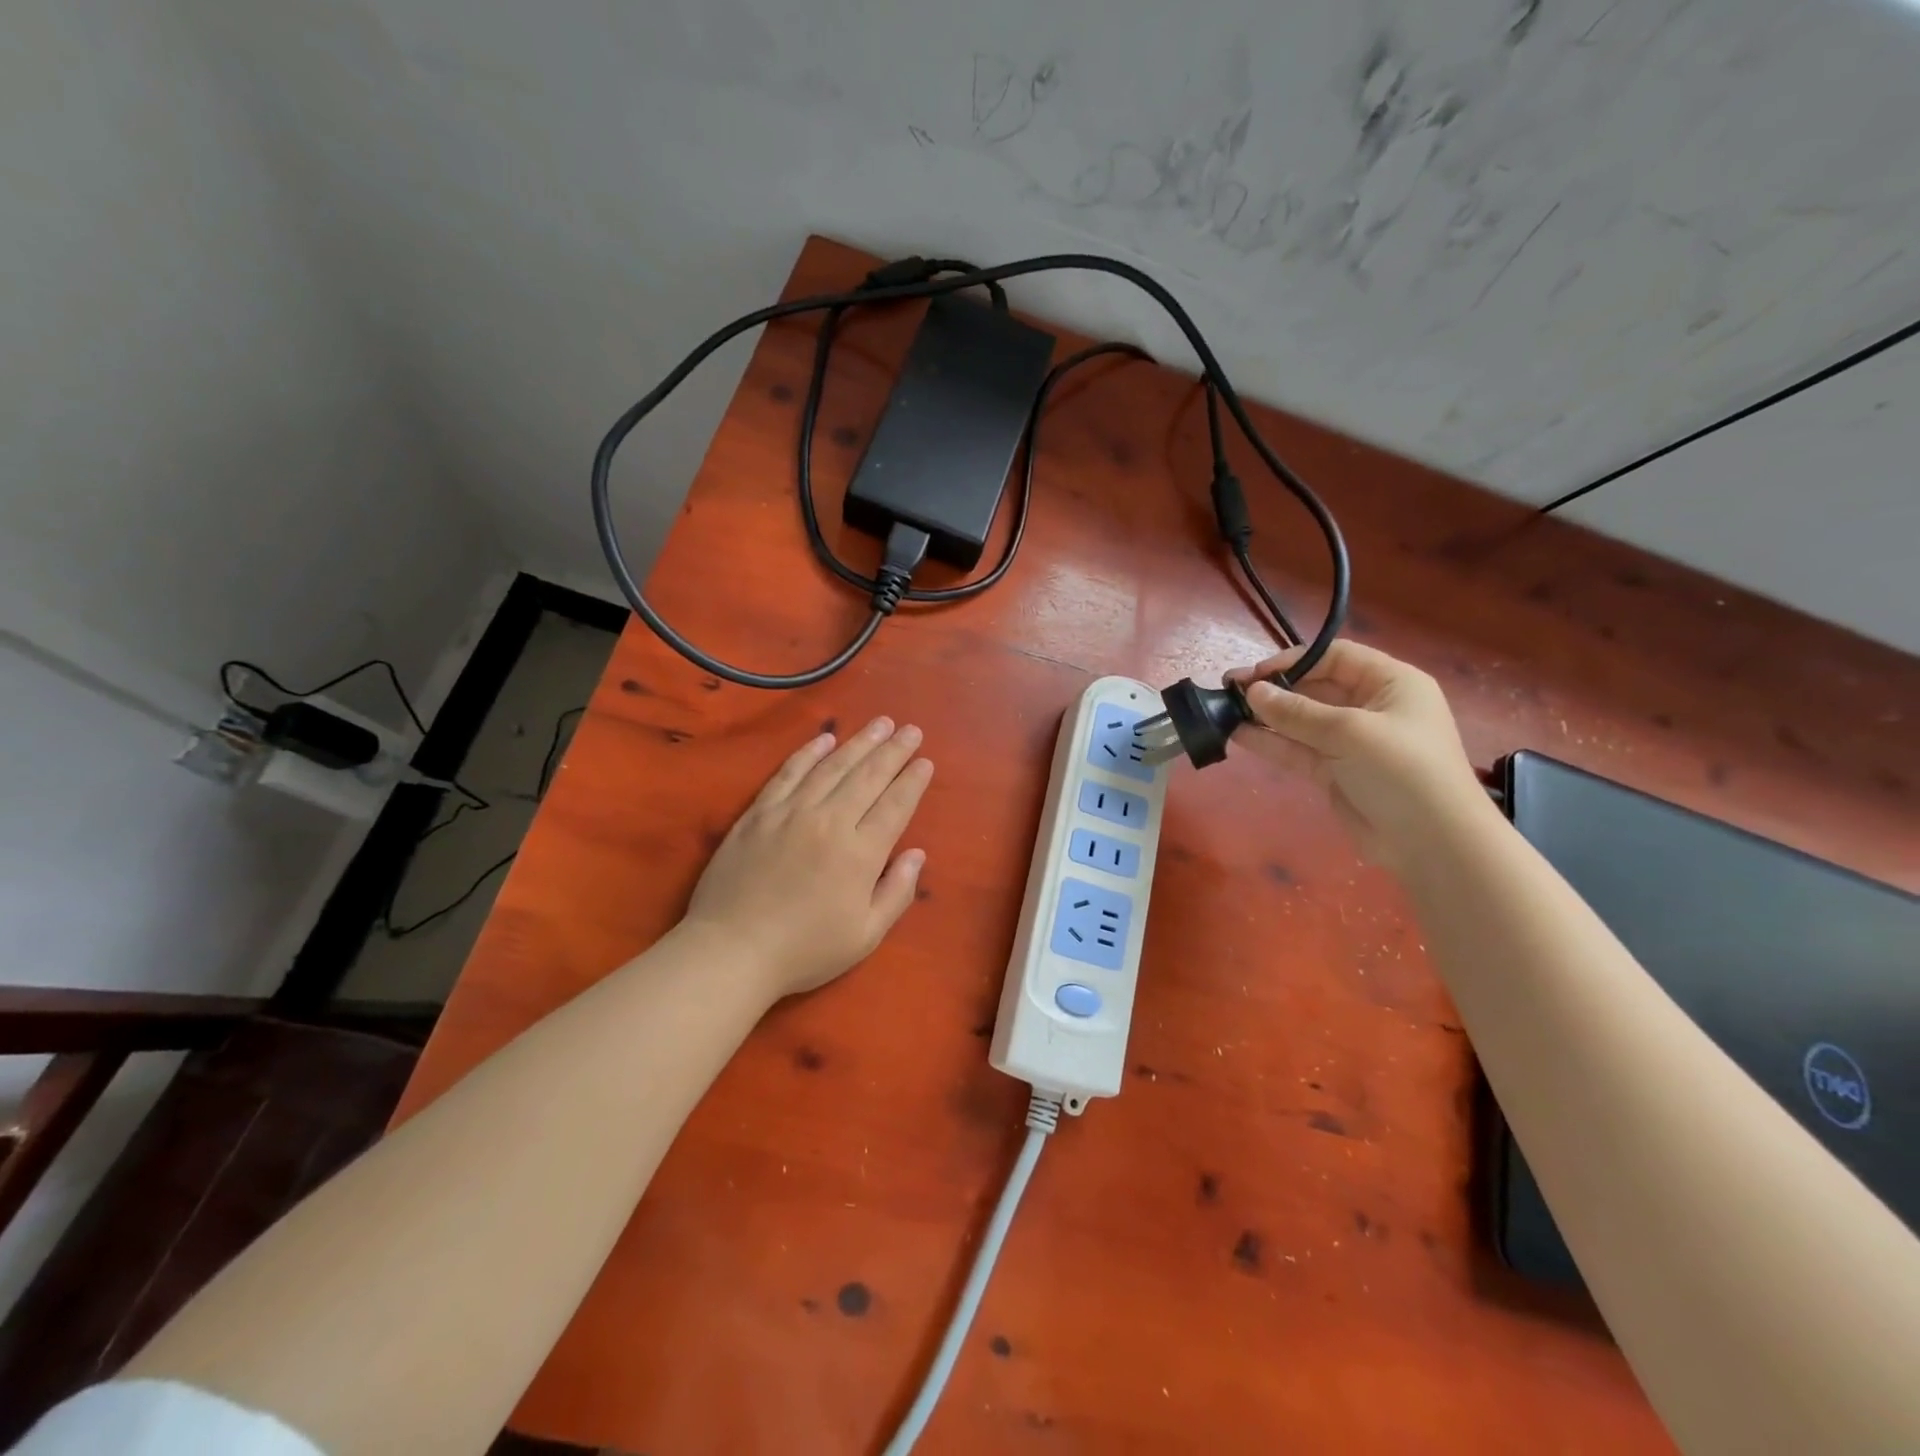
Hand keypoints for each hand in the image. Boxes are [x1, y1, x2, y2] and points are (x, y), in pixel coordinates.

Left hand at [683, 717, 933, 999]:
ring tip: (881, 723)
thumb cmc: (804, 951)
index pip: (895, 805)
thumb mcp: (865, 936)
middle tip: (911, 729)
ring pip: (832, 766)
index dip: (913, 781)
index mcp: (860, 853)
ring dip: (860, 742)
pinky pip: (789, 772)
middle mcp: (830, 821)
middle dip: (894, 750)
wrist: (731, 951)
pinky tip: (825, 738)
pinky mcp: (759, 812)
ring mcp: (791, 812)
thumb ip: (896, 893)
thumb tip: (917, 854)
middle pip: (868, 777)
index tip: (925, 761)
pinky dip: (809, 752)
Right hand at [1227, 641, 1487, 867]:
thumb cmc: (1403, 771)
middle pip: (1315, 688)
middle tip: (1230, 691)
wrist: (1432, 843)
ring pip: (1301, 721)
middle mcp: (1371, 707)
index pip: (1336, 658)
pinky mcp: (1334, 772)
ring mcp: (1351, 742)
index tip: (1254, 673)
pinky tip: (1238, 735)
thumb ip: (1297, 712)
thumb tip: (1252, 692)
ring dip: (1265, 716)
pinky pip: (1297, 749)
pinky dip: (1270, 742)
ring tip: (1225, 711)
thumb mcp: (1350, 733)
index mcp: (1391, 684)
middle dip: (1274, 689)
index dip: (1294, 661)